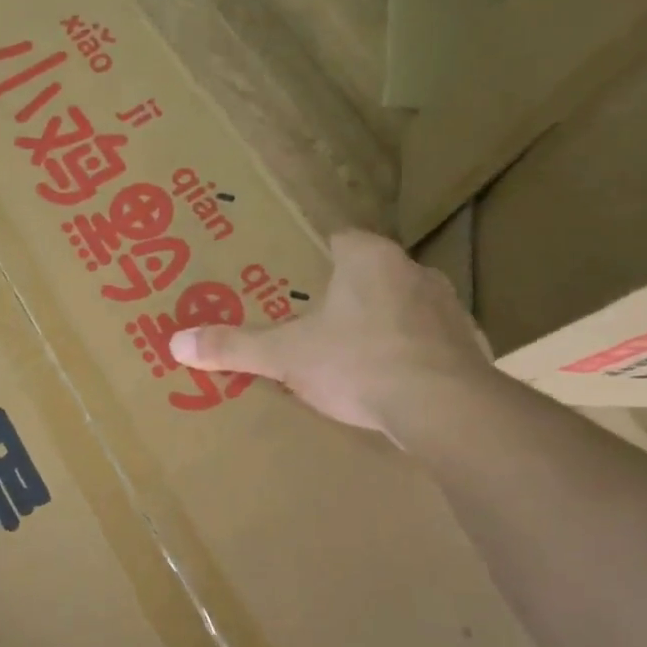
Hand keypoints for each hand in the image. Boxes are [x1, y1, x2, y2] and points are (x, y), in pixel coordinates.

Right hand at [170, 230, 494, 442]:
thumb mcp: (285, 356)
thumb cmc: (358, 362)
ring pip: (406, 307)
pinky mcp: (470, 346)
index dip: (318, 255)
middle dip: (349, 293)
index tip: (300, 277)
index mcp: (369, 259)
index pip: (341, 239)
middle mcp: (414, 272)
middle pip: (374, 273)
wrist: (445, 408)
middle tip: (319, 320)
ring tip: (355, 353)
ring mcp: (449, 309)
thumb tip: (176, 343)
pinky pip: (432, 343)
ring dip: (385, 323)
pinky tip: (396, 382)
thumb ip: (234, 347)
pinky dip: (414, 356)